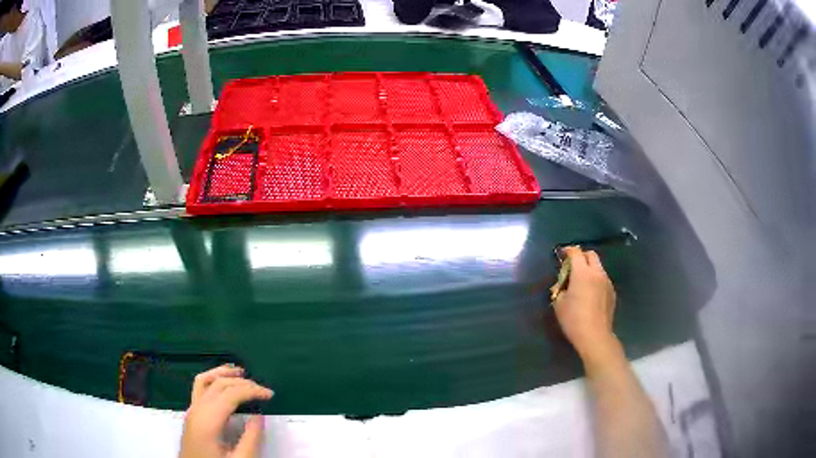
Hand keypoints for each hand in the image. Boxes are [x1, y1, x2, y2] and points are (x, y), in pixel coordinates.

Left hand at [179, 365, 273, 457]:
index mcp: (207, 420)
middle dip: (242, 383)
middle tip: (262, 390)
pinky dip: (212, 379)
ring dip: (223, 374)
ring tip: (240, 372)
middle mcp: (197, 409)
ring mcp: (191, 410)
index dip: (251, 390)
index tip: (270, 394)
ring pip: (205, 380)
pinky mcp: (191, 414)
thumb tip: (259, 416)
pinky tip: (221, 382)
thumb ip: (250, 439)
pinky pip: (199, 388)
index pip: (230, 394)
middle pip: (219, 384)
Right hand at [553, 246, 617, 359]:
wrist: (595, 335)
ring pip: (598, 267)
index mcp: (582, 273)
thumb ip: (560, 288)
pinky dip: (596, 280)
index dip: (568, 251)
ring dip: (589, 269)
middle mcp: (597, 273)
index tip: (562, 254)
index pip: (576, 253)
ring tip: (581, 282)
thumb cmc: (573, 319)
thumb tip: (563, 283)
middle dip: (581, 256)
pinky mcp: (612, 292)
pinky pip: (603, 279)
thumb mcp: (559, 303)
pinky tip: (590, 294)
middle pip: (591, 255)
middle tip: (572, 266)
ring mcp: (607, 282)